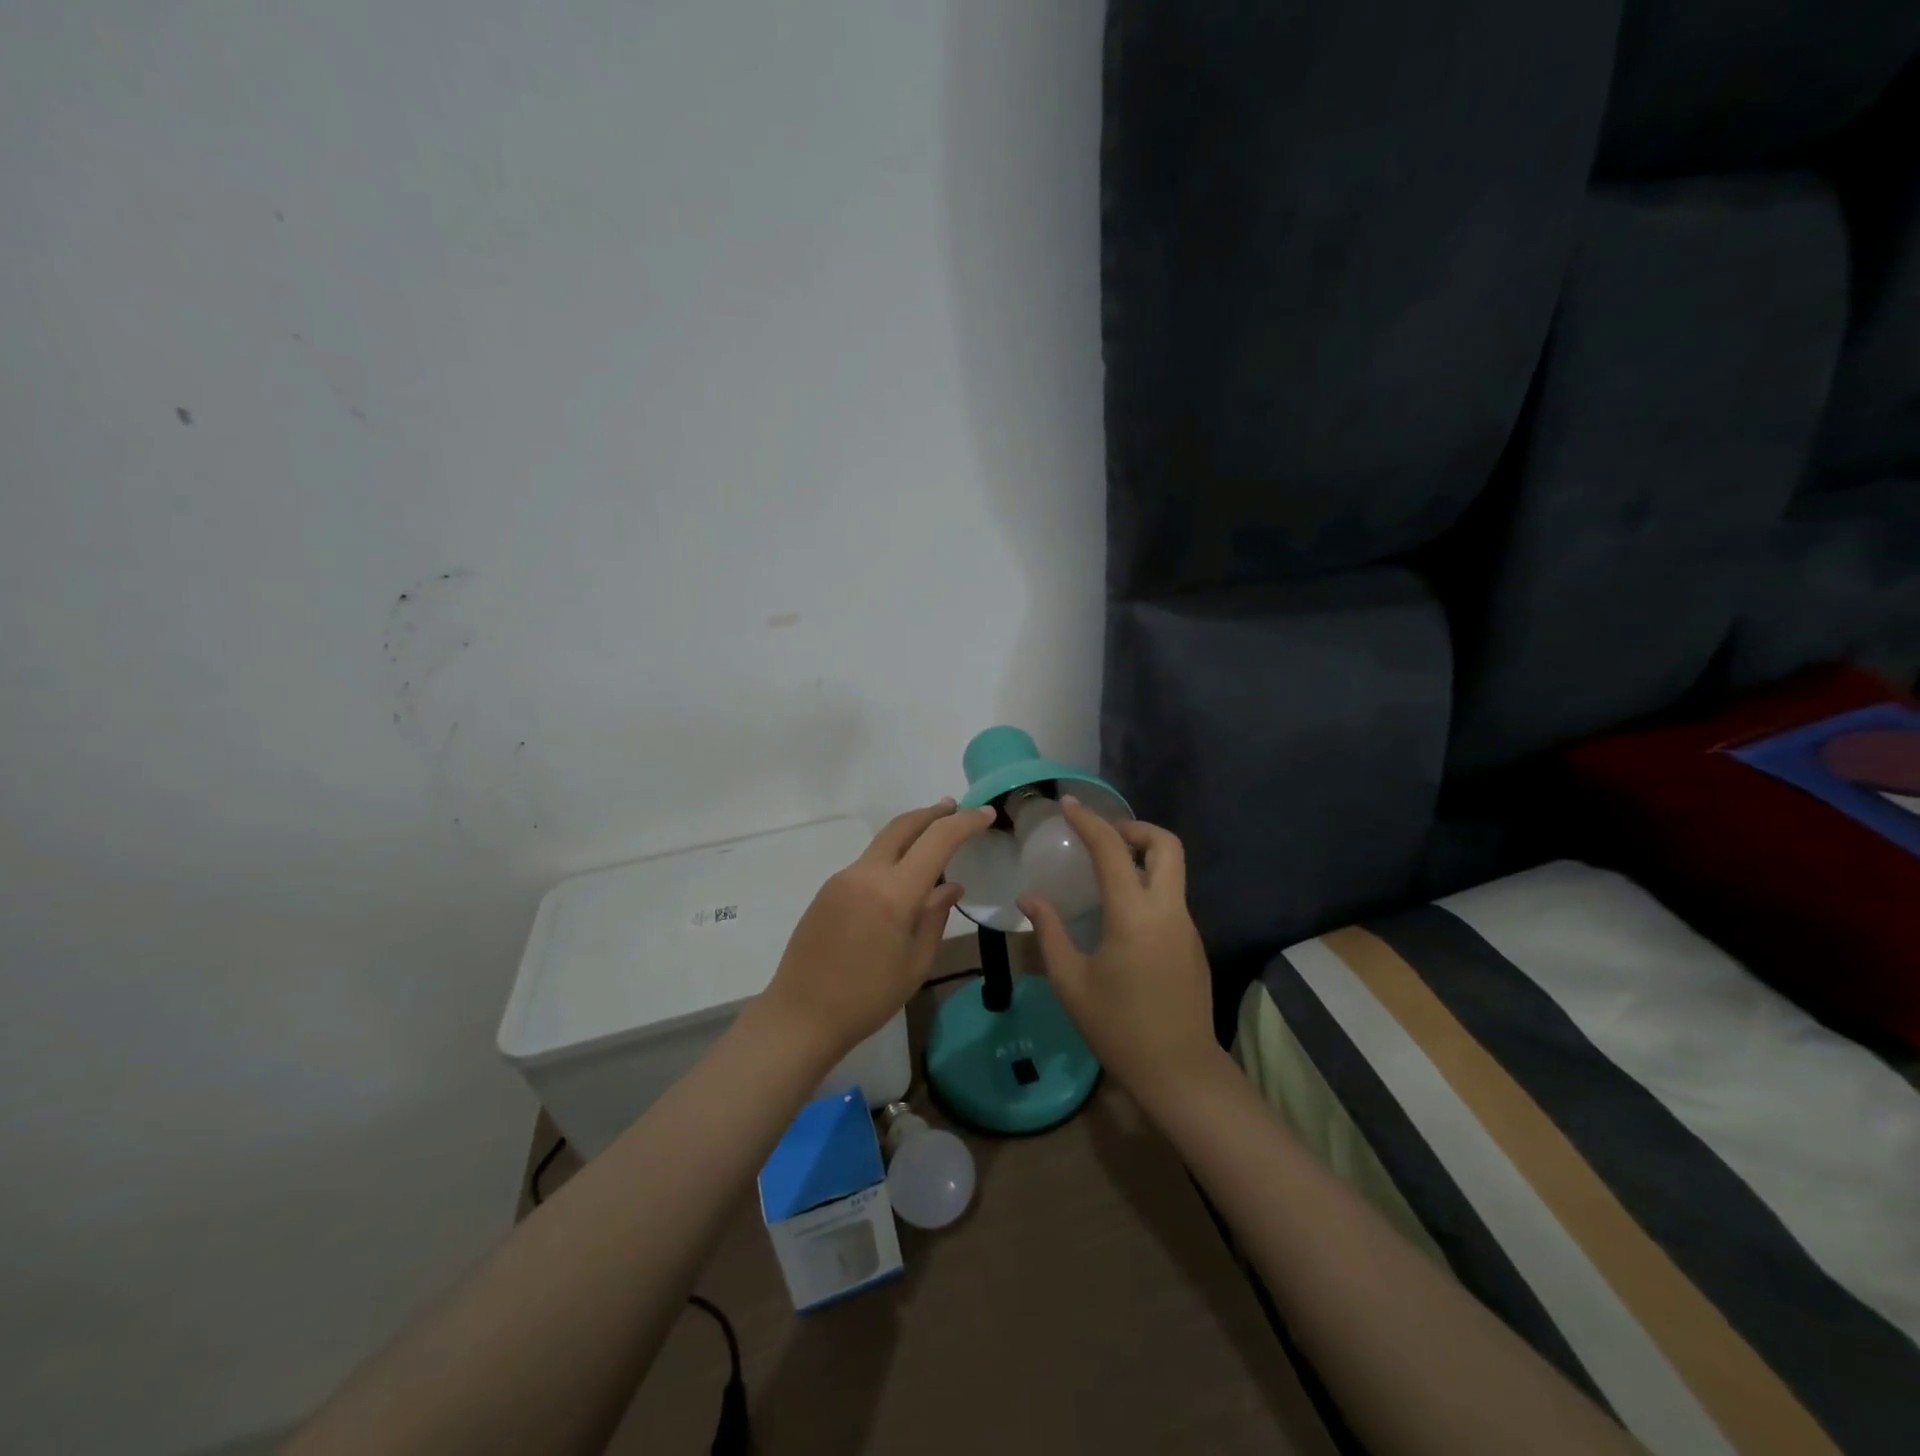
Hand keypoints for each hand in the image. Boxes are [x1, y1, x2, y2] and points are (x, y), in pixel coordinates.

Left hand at [760, 800, 995, 1059]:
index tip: (986, 814)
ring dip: (910, 834)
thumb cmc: (867, 998)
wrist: (800, 1016)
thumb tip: (950, 886)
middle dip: (932, 813)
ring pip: (883, 843)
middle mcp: (866, 874)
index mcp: (894, 893)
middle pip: (903, 826)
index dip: (965, 823)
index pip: (937, 841)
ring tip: (933, 840)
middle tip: (956, 808)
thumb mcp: (915, 963)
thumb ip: (935, 916)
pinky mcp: (828, 890)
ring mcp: (842, 879)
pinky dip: (891, 857)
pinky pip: (867, 863)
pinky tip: (902, 877)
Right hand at [1019, 800, 1224, 1111]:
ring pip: (1172, 869)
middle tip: (1102, 836)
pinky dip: (1148, 883)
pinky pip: (1171, 895)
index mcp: (1134, 915)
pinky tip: (1121, 909)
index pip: (1112, 850)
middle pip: (1165, 844)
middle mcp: (1167, 910)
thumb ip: (1049, 933)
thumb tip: (1030, 898)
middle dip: (1134, 827)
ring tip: (1106, 867)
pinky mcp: (1193, 942)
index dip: (1089, 821)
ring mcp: (1187, 925)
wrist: (1179, 1072)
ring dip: (1143, 854)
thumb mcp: (1071, 982)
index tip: (1068, 805)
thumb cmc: (1118, 1028)